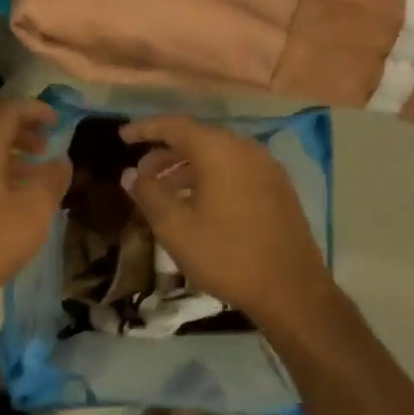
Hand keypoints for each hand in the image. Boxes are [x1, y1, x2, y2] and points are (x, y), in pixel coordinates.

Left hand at [0, 98, 72, 302]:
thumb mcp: (35, 209)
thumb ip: (52, 179)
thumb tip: (60, 161)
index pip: (7, 109)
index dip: (34, 109)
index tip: (57, 121)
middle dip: (22, 129)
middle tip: (46, 144)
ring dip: (10, 152)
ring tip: (34, 171)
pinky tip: (11, 197)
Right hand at [121, 115, 340, 330]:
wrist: (291, 289)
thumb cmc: (227, 255)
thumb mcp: (176, 228)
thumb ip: (149, 195)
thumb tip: (130, 174)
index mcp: (219, 150)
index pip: (175, 126)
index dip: (145, 129)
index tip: (122, 137)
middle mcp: (245, 148)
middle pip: (197, 138)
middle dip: (164, 153)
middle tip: (140, 174)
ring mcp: (265, 167)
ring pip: (217, 156)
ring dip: (186, 168)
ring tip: (163, 192)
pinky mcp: (277, 187)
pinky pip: (235, 169)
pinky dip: (209, 177)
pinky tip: (196, 203)